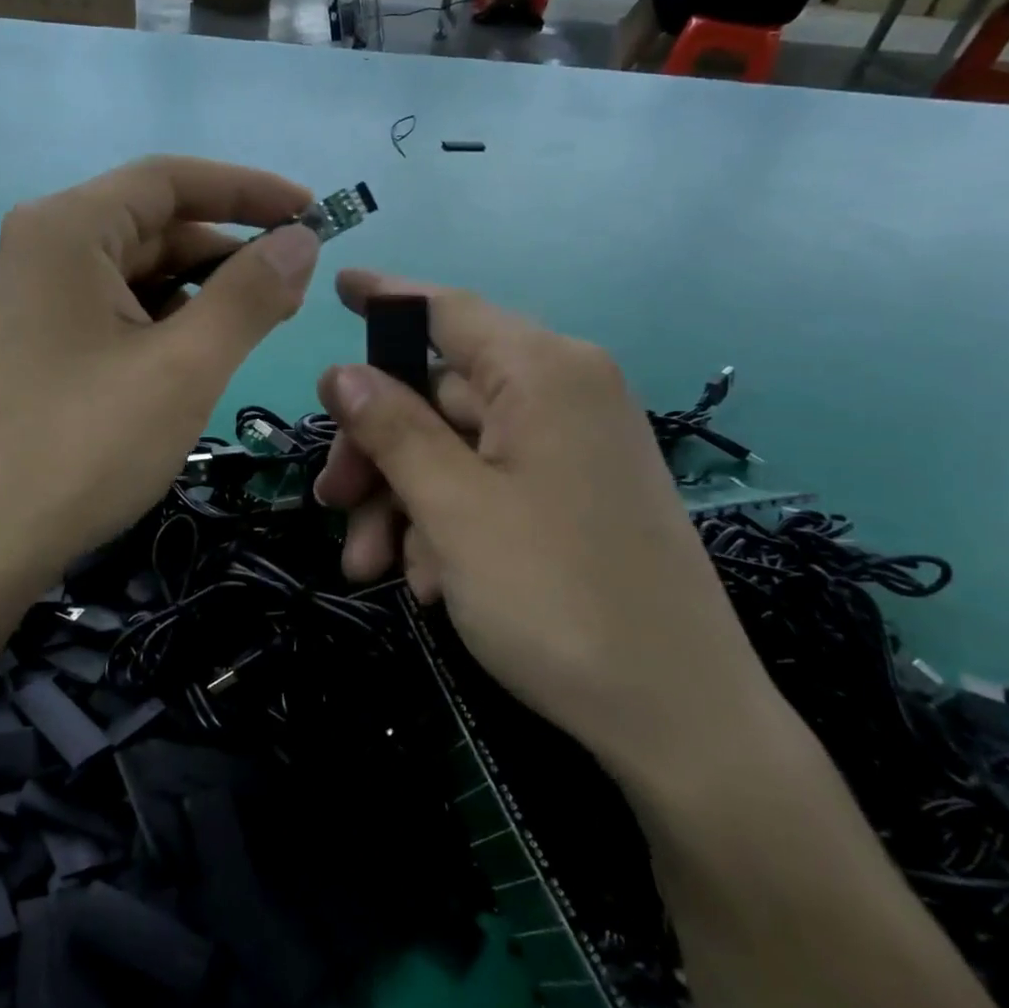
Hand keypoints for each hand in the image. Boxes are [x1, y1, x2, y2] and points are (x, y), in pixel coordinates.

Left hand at [0, 156, 320, 595]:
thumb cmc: (85, 446)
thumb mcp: (184, 366)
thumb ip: (249, 295)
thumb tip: (302, 239)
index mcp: (67, 229)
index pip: (171, 180)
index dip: (249, 190)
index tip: (313, 211)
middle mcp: (42, 248)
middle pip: (154, 225)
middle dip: (228, 252)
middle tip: (294, 290)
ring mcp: (34, 298)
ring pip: (137, 272)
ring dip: (201, 291)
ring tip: (258, 325)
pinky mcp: (38, 342)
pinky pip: (115, 310)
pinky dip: (165, 322)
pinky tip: (200, 354)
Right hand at [312, 270, 779, 791]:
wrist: (679, 720)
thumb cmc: (557, 597)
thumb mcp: (453, 507)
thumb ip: (392, 428)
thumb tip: (341, 371)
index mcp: (545, 373)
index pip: (448, 311)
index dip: (386, 298)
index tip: (337, 287)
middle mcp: (564, 397)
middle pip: (437, 396)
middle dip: (376, 453)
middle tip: (329, 503)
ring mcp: (571, 451)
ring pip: (454, 452)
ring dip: (402, 503)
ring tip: (371, 568)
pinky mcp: (573, 500)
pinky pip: (488, 490)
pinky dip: (445, 527)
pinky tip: (430, 584)